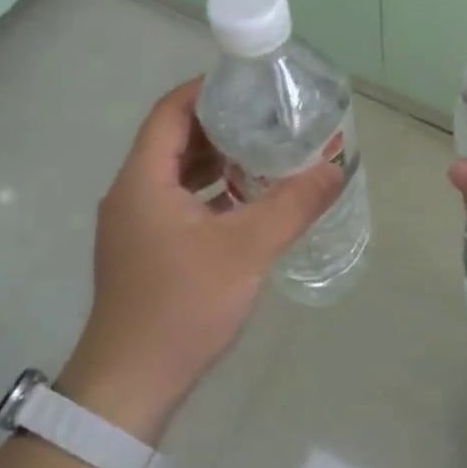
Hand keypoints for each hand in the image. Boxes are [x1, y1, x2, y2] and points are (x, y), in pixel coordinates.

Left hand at [62, 79, 342, 440]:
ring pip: (177, 174)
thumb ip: (292, 205)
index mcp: (143, 180)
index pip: (170, 111)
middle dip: (220, 124)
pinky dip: (211, 193)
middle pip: (174, 139)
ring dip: (217, 161)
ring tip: (265, 153)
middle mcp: (132, 194)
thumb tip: (336, 168)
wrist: (130, 385)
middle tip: (268, 116)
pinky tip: (247, 203)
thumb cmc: (181, 306)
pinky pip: (178, 203)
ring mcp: (135, 225)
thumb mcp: (245, 250)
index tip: (249, 82)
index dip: (206, 89)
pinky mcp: (144, 251)